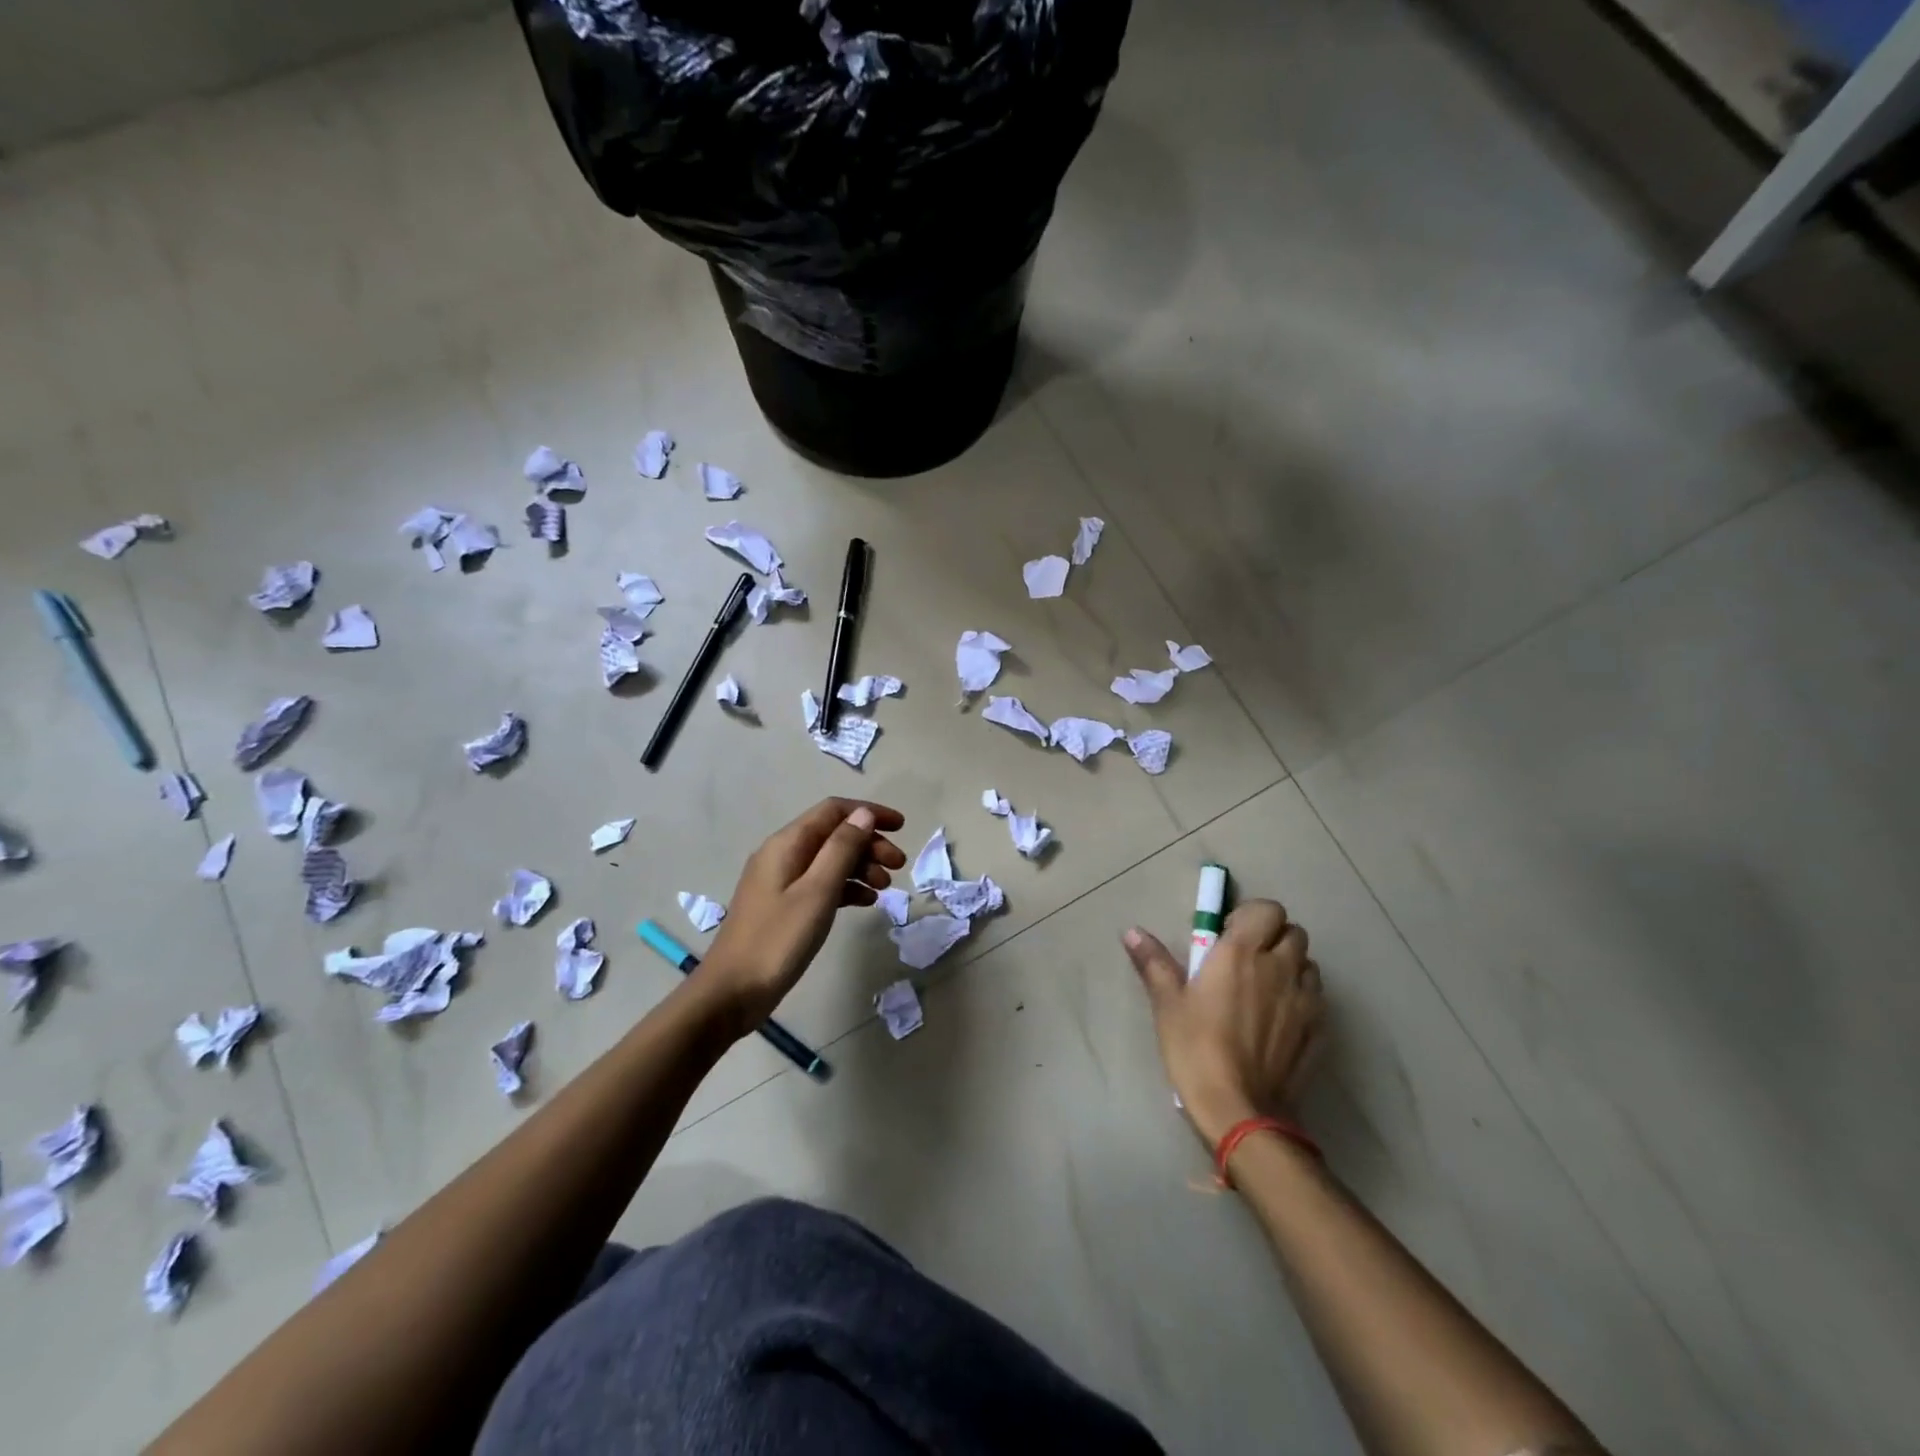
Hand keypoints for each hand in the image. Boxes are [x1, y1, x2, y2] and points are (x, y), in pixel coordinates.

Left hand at [702, 798, 905, 1031]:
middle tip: (899, 866)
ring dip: (861, 867)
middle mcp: (783, 854)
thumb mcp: (817, 891)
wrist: (731, 992)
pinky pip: (821, 884)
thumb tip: (864, 814)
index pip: (834, 810)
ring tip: (886, 888)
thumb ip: (842, 849)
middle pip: (833, 834)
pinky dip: (846, 887)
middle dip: (869, 844)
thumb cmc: (778, 939)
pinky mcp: (783, 905)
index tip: (903, 828)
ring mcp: (781, 881)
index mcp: (787, 843)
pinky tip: (865, 902)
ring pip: (829, 860)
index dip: (869, 813)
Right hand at [1123, 900, 1324, 1147]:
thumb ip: (1154, 962)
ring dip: (1290, 966)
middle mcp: (1280, 967)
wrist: (1240, 1110)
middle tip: (1246, 960)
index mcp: (1242, 953)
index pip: (1267, 909)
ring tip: (1264, 988)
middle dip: (1273, 937)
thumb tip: (1132, 932)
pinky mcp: (1319, 1030)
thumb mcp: (1168, 1004)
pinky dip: (1301, 998)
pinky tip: (1279, 1020)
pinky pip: (1316, 998)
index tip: (1229, 935)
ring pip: (1308, 964)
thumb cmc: (1196, 1048)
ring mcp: (1305, 1000)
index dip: (1251, 916)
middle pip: (1294, 932)